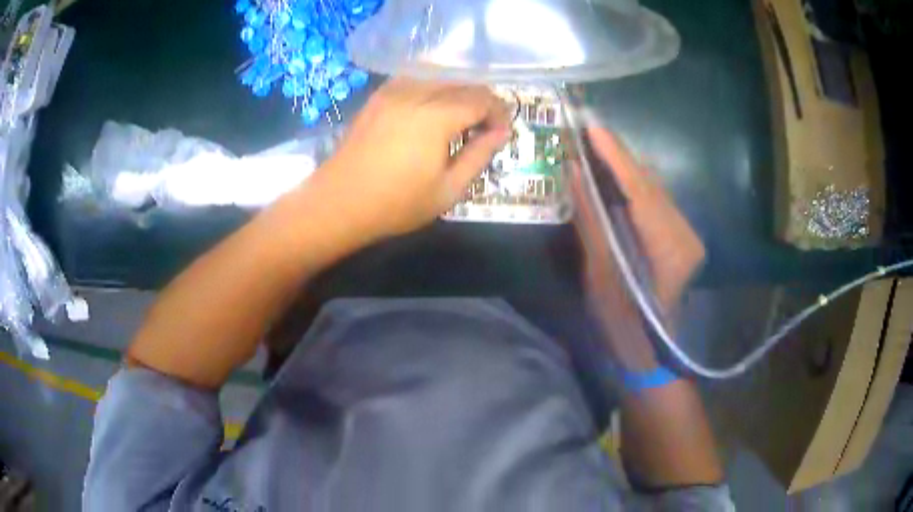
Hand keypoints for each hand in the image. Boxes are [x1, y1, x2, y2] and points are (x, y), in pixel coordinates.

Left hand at [309, 79, 510, 240]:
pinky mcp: (378, 96)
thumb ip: (479, 156)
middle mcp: (415, 93)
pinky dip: (432, 89)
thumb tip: (502, 132)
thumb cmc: (396, 204)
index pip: (482, 98)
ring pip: (439, 76)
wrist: (338, 204)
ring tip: (458, 120)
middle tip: (483, 128)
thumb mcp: (448, 190)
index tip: (500, 133)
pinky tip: (430, 111)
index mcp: (436, 117)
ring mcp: (392, 91)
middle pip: (462, 82)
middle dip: (481, 101)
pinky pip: (414, 80)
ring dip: (457, 92)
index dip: (499, 112)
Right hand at [571, 127, 703, 368]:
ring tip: (594, 147)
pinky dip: (632, 185)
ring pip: (653, 189)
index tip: (591, 127)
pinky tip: (612, 176)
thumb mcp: (601, 276)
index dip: (615, 157)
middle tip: (585, 131)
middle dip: (618, 156)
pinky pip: (655, 201)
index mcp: (669, 248)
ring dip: (624, 168)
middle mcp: (685, 233)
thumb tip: (576, 173)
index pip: (640, 190)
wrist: (652, 352)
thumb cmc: (624, 324)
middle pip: (649, 184)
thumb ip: (591, 221)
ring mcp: (686, 234)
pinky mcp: (680, 236)